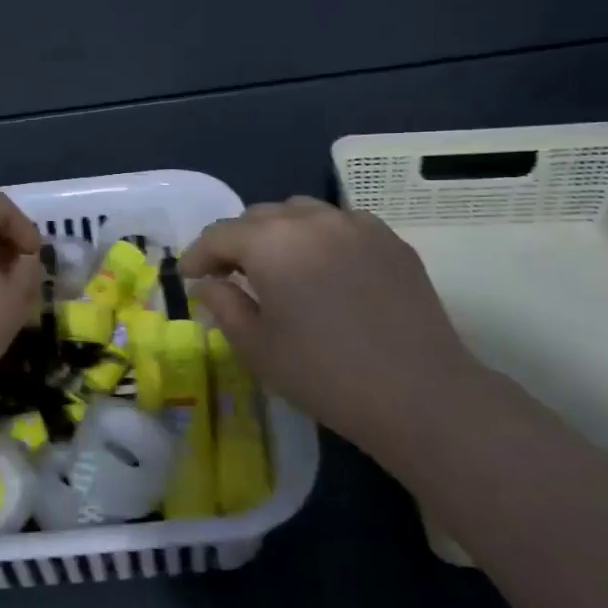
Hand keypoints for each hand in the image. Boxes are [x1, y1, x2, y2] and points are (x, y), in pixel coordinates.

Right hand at [180, 197, 490, 458]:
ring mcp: (356, 225)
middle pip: (259, 216)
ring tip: (277, 266)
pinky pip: (339, 224)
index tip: (189, 277)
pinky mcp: (389, 240)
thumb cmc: (324, 374)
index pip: (220, 234)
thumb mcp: (257, 346)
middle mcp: (312, 220)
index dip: (197, 254)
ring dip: (278, 233)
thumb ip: (223, 305)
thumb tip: (209, 284)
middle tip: (229, 275)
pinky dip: (318, 238)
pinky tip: (323, 270)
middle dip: (237, 241)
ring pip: (301, 213)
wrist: (419, 394)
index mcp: (272, 242)